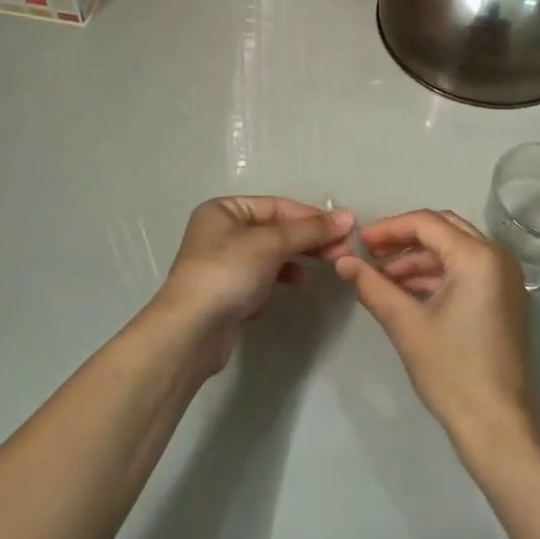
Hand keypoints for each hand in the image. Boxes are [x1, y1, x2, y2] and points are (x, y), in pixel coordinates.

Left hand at [151, 196, 353, 369]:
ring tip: (326, 264)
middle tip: (343, 250)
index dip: (312, 216)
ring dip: (299, 257)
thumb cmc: (227, 273)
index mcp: (224, 210)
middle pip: (276, 229)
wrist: (191, 332)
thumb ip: (310, 230)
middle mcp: (222, 231)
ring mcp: (224, 263)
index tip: (345, 229)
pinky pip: (263, 276)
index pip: (277, 206)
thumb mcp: (271, 244)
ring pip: (272, 253)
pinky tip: (297, 283)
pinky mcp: (229, 291)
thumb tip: (348, 217)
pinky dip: (282, 277)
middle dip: (310, 238)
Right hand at [335, 210, 536, 455]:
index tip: (358, 243)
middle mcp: (497, 257)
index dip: (389, 229)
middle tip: (370, 253)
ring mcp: (505, 278)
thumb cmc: (452, 371)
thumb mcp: (406, 324)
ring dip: (418, 259)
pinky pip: (466, 270)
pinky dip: (436, 275)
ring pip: (454, 250)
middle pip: (443, 229)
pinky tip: (406, 292)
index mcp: (478, 256)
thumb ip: (372, 286)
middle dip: (404, 239)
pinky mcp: (504, 298)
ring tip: (381, 278)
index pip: (426, 223)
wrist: (497, 427)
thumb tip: (343, 261)